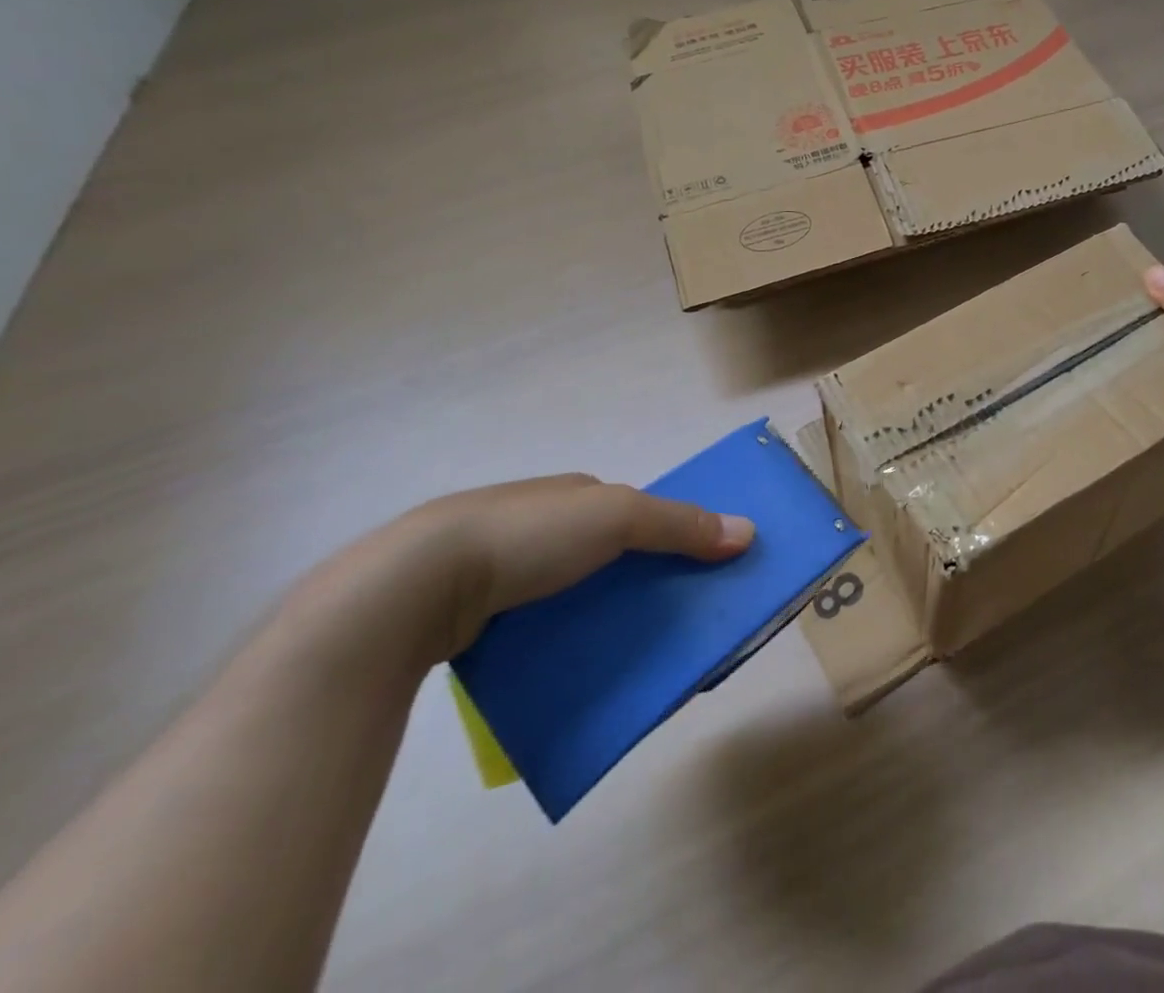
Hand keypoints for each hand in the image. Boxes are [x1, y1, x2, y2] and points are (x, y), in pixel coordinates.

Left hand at [307, 475, 754, 667]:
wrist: (416, 584)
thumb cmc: (529, 534)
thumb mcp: (618, 517)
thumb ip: (681, 524)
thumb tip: (748, 532)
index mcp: (572, 494)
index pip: (632, 512)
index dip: (665, 536)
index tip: (692, 572)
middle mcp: (539, 524)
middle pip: (604, 555)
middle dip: (636, 583)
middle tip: (666, 622)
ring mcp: (500, 569)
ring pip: (568, 595)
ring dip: (597, 619)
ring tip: (624, 656)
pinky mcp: (471, 615)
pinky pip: (531, 628)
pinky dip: (555, 644)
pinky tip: (567, 669)